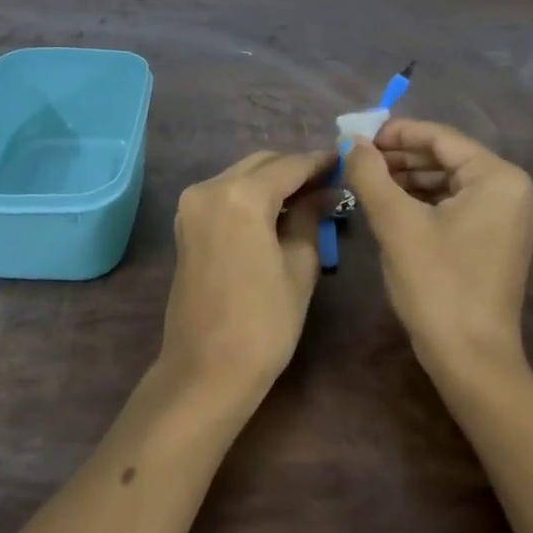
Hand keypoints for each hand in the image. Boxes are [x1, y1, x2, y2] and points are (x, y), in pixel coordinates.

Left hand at [161, 150, 333, 398]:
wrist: (206, 370)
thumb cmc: (264, 323)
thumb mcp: (300, 265)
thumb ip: (311, 217)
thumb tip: (327, 191)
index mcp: (240, 196)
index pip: (289, 166)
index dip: (320, 163)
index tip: (346, 163)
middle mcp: (209, 188)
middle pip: (261, 164)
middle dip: (295, 169)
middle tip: (330, 184)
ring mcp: (192, 205)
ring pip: (241, 176)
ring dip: (273, 181)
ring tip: (308, 198)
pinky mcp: (186, 224)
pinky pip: (225, 194)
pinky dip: (252, 195)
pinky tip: (277, 212)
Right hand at [343, 119, 532, 382]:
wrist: (471, 359)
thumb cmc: (437, 285)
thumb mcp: (396, 223)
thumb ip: (370, 174)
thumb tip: (351, 142)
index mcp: (500, 178)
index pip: (441, 138)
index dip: (396, 133)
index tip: (357, 136)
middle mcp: (515, 190)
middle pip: (448, 158)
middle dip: (401, 157)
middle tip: (358, 160)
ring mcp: (511, 217)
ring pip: (451, 182)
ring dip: (410, 179)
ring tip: (369, 181)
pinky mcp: (500, 240)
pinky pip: (458, 205)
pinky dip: (426, 201)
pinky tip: (392, 204)